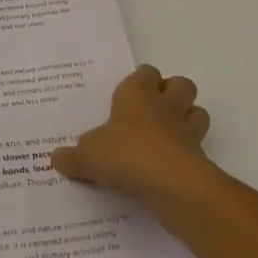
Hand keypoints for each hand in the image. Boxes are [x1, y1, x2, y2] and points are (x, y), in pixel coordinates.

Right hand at [51, 65, 213, 204]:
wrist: (173, 185)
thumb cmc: (127, 154)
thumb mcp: (89, 156)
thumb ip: (73, 157)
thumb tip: (56, 158)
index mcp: (138, 94)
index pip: (145, 72)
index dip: (139, 82)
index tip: (125, 98)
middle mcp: (165, 106)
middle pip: (180, 85)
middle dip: (171, 94)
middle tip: (150, 114)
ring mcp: (187, 131)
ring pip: (196, 112)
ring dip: (186, 121)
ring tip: (165, 139)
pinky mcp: (200, 158)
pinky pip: (197, 149)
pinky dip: (187, 155)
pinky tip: (167, 171)